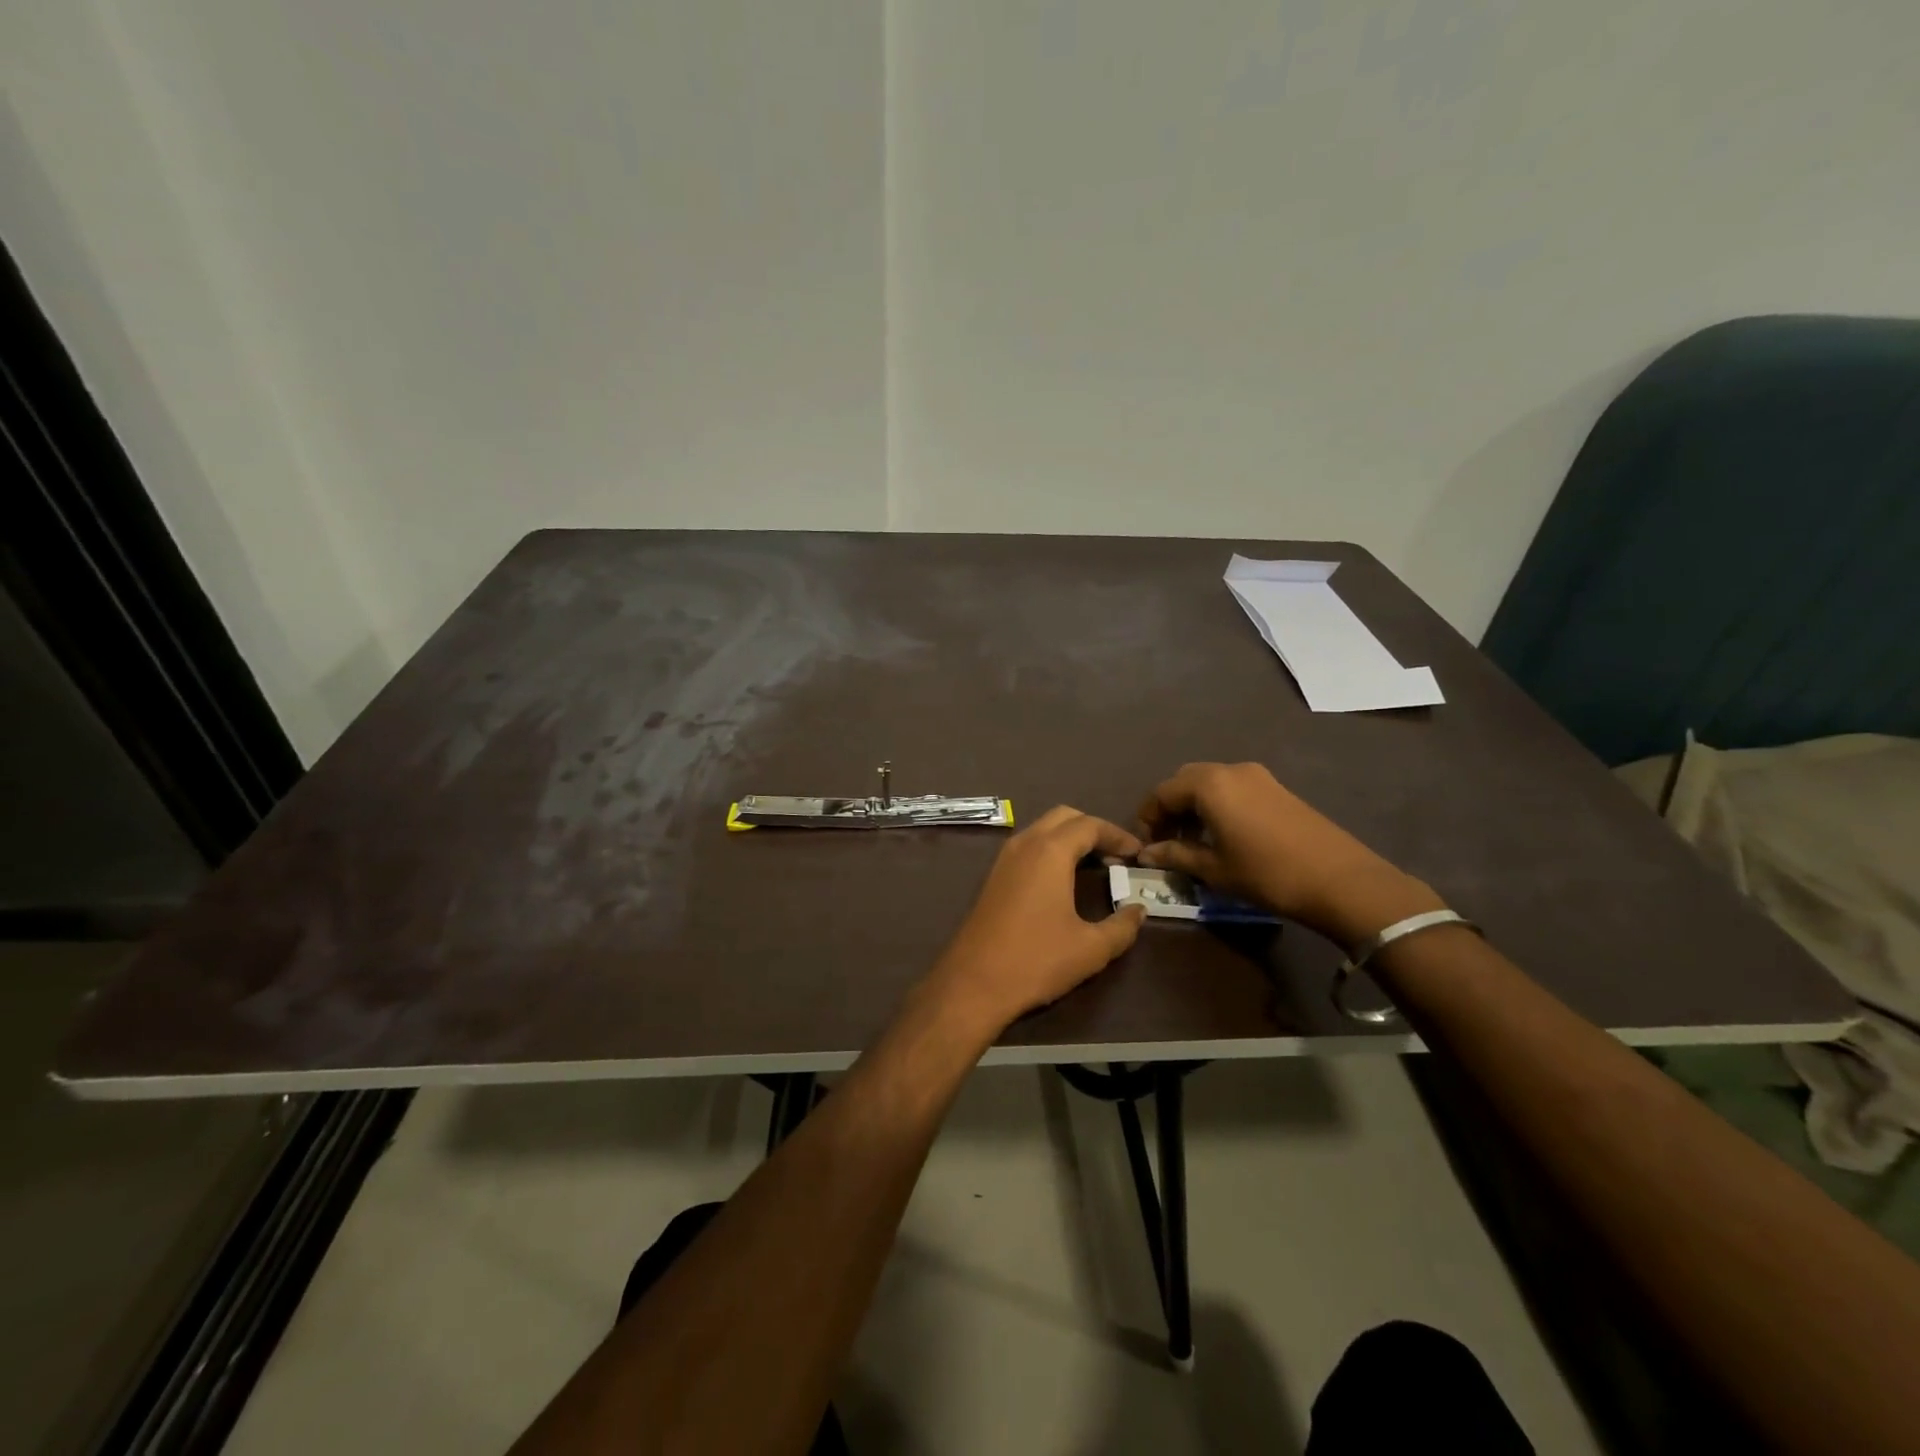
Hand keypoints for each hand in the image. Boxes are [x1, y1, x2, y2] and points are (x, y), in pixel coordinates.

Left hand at [927, 806, 1146, 1034]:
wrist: (973, 983)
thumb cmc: (1036, 960)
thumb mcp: (1091, 948)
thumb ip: (1122, 926)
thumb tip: (1139, 910)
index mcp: (1050, 851)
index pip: (1090, 825)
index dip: (1118, 836)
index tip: (1138, 854)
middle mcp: (1025, 844)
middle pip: (1064, 817)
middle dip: (1093, 829)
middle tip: (1116, 856)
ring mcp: (1004, 859)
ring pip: (1042, 829)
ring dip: (1070, 839)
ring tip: (1095, 866)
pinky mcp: (993, 877)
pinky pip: (1028, 847)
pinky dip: (1051, 850)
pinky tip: (1064, 880)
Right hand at [1136, 762, 1440, 945]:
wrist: (1340, 880)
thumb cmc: (1267, 874)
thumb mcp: (1214, 869)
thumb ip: (1175, 855)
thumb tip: (1145, 853)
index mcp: (1208, 784)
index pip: (1161, 792)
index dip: (1147, 818)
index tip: (1146, 845)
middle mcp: (1230, 770)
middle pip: (1185, 781)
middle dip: (1170, 808)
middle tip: (1167, 841)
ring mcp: (1258, 776)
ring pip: (1210, 782)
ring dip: (1194, 806)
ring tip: (1194, 842)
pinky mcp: (1277, 788)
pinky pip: (1233, 787)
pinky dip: (1217, 804)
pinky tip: (1223, 835)